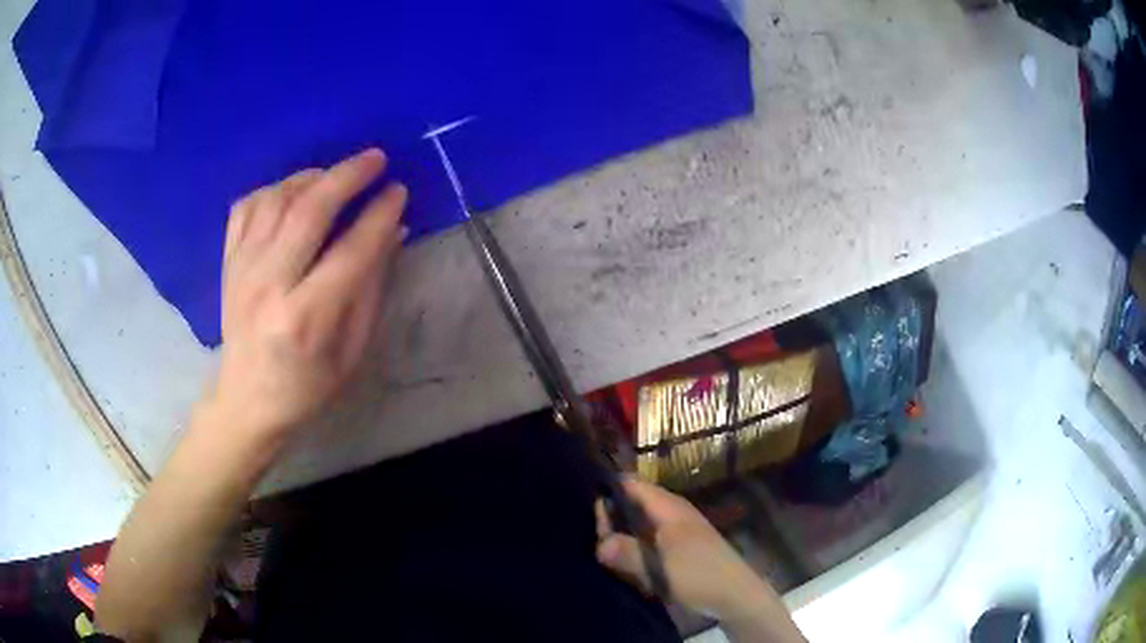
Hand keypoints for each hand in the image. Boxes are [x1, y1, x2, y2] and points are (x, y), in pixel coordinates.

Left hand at [205, 148, 406, 445]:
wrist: (247, 399)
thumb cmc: (306, 387)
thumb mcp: (351, 351)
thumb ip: (370, 288)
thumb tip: (392, 231)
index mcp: (305, 319)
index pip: (349, 252)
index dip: (379, 215)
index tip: (399, 191)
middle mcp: (269, 286)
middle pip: (308, 212)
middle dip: (347, 177)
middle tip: (375, 159)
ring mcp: (242, 270)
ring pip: (276, 201)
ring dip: (311, 177)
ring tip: (335, 176)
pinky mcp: (228, 263)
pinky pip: (246, 207)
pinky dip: (272, 189)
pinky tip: (292, 192)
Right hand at [595, 479, 780, 623]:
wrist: (734, 594)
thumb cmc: (697, 573)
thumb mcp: (658, 566)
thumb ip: (627, 552)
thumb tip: (599, 544)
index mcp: (668, 506)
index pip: (631, 485)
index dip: (609, 494)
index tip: (591, 514)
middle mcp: (671, 512)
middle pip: (633, 505)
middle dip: (613, 522)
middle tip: (600, 546)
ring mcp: (677, 530)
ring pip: (640, 525)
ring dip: (625, 540)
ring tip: (611, 558)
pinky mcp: (680, 548)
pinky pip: (650, 541)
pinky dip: (637, 550)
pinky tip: (631, 567)